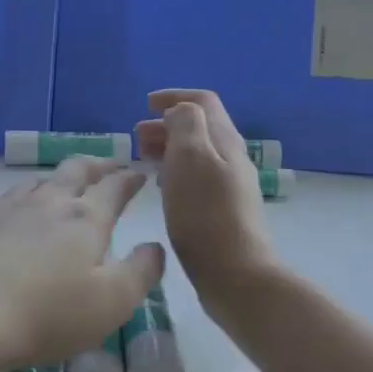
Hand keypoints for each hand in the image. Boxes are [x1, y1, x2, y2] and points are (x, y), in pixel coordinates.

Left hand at [0, 159, 164, 371]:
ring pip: (36, 182)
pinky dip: (13, 199)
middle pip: (75, 170)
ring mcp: (4, 206)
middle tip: (108, 168)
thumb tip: (154, 246)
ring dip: (55, 182)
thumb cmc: (45, 314)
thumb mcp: (111, 303)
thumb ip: (141, 272)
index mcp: (86, 219)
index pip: (115, 187)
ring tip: (61, 190)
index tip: (140, 175)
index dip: (130, 179)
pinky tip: (7, 209)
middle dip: (97, 166)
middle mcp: (47, 202)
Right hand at [134, 90, 279, 313]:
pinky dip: (175, 172)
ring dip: (169, 148)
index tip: (145, 104)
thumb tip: (179, 111)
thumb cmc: (205, 214)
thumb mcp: (190, 158)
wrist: (236, 275)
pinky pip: (196, 178)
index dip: (174, 96)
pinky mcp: (223, 211)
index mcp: (225, 140)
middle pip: (200, 128)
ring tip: (143, 158)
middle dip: (167, 124)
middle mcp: (232, 158)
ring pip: (197, 154)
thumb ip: (185, 124)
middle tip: (136, 137)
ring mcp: (229, 186)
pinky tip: (162, 187)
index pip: (203, 102)